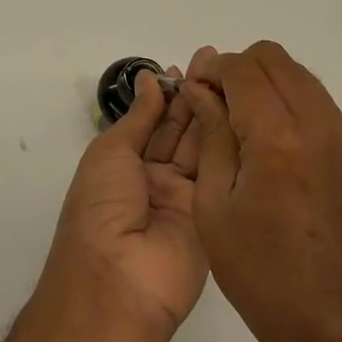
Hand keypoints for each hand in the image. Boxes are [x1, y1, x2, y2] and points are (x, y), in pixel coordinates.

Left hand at [39, 55, 209, 338]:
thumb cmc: (101, 208)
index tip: (188, 64)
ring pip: (201, 146)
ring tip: (230, 74)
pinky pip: (220, 173)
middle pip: (180, 130)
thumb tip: (149, 79)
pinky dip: (227, 142)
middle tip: (216, 60)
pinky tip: (240, 111)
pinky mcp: (213, 214)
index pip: (152, 121)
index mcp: (124, 165)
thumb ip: (139, 117)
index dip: (168, 92)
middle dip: (195, 95)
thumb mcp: (110, 152)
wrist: (118, 281)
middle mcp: (155, 179)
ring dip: (212, 110)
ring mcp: (186, 197)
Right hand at [181, 41, 341, 341]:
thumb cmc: (263, 274)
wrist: (340, 325)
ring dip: (269, 86)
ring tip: (246, 128)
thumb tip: (201, 91)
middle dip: (241, 70)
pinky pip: (321, 108)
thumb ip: (211, 136)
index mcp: (277, 138)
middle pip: (276, 59)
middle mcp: (319, 125)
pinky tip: (278, 154)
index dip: (214, 71)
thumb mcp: (215, 207)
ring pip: (302, 78)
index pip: (243, 69)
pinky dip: (293, 109)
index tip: (198, 92)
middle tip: (220, 105)